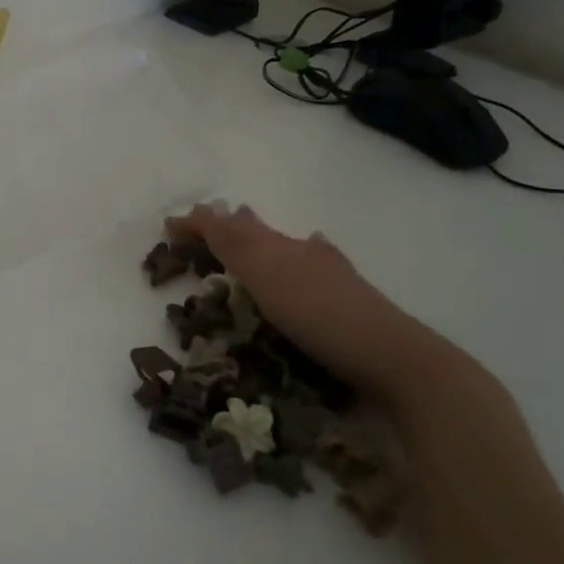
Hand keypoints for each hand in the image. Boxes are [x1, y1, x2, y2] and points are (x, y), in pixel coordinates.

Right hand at [166, 203, 457, 401]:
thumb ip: (236, 246)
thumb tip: (207, 207)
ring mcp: (329, 275)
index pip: (230, 228)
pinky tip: (314, 250)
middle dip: (230, 225)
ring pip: (287, 246)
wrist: (394, 357)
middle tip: (207, 221)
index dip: (200, 225)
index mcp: (279, 247)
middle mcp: (303, 253)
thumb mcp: (268, 278)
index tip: (169, 227)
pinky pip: (318, 264)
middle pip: (259, 232)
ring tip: (247, 230)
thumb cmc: (320, 318)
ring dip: (261, 239)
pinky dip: (305, 254)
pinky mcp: (347, 298)